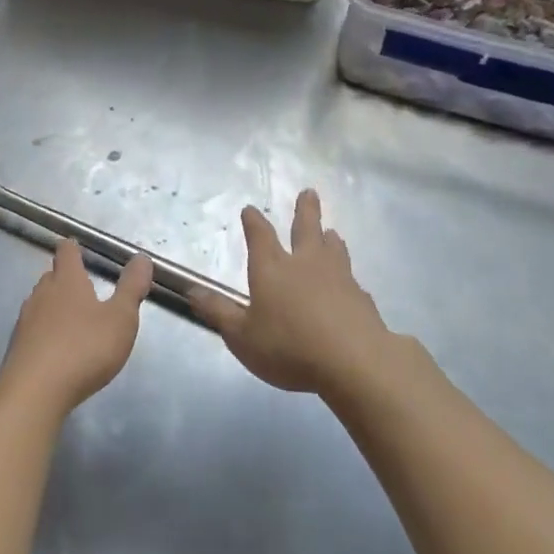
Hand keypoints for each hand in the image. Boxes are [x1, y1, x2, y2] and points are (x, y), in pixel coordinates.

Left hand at [0, 241, 152, 415]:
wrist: (34, 392)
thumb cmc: (84, 349)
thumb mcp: (120, 319)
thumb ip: (131, 289)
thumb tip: (142, 258)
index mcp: (67, 281)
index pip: (66, 252)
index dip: (73, 248)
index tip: (77, 247)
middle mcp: (42, 294)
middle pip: (51, 276)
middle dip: (66, 278)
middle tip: (84, 287)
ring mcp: (26, 320)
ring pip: (40, 302)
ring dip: (55, 306)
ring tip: (73, 319)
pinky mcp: (17, 347)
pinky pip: (34, 329)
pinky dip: (46, 331)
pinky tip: (57, 348)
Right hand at [192, 190, 388, 394]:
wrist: (355, 361)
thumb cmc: (289, 347)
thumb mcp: (242, 336)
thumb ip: (218, 312)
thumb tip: (192, 290)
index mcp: (272, 269)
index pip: (260, 236)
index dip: (253, 222)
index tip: (250, 209)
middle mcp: (305, 264)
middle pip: (305, 229)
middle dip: (305, 210)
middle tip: (309, 192)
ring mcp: (338, 278)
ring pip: (333, 249)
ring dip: (329, 238)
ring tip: (331, 231)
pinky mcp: (361, 298)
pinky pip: (352, 280)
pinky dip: (347, 277)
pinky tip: (350, 283)